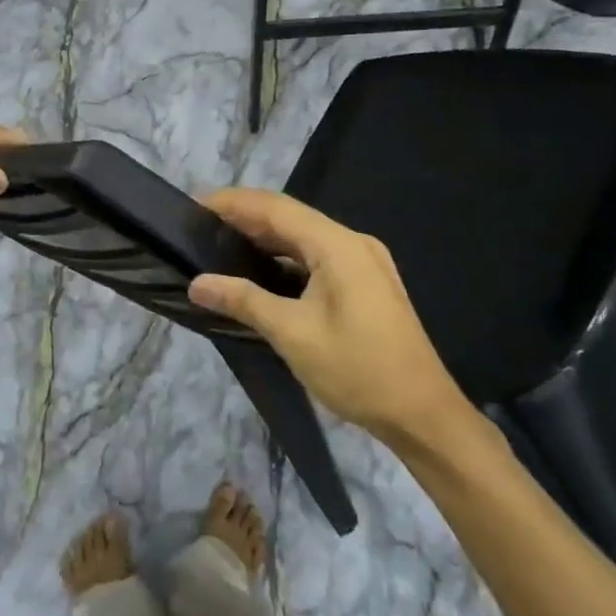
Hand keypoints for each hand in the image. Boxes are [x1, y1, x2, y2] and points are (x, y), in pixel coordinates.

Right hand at [189, 188, 469, 444]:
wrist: (422, 413)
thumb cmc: (358, 370)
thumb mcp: (293, 335)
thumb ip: (244, 301)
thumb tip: (197, 284)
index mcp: (338, 246)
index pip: (275, 208)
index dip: (233, 202)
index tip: (194, 205)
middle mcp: (353, 243)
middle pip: (290, 218)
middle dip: (245, 218)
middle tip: (199, 227)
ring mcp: (363, 262)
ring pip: (304, 238)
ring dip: (265, 238)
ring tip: (220, 245)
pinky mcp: (365, 283)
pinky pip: (317, 257)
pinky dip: (285, 259)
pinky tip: (260, 273)